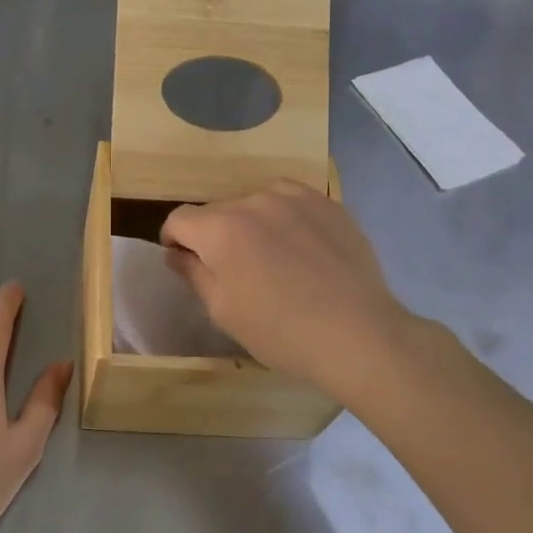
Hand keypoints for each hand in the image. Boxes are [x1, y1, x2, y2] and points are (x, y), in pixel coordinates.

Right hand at [160, 182, 427, 401]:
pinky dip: (285, 220)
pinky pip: (292, 202)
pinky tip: (302, 249)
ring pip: (255, 202)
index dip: (174, 240)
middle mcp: (254, 200)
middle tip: (232, 271)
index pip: (180, 219)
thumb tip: (175, 253)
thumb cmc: (279, 331)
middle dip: (214, 235)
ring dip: (251, 223)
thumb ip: (193, 273)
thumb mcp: (223, 311)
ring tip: (271, 258)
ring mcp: (296, 197)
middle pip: (218, 210)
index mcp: (221, 228)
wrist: (359, 335)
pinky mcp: (329, 204)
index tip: (185, 262)